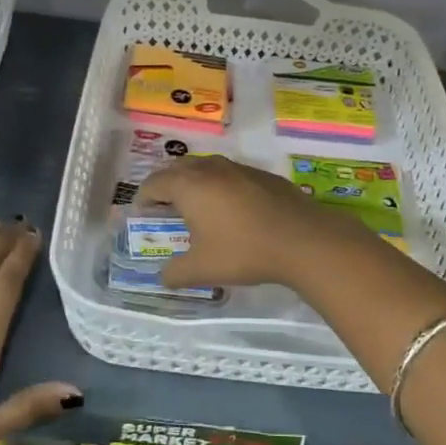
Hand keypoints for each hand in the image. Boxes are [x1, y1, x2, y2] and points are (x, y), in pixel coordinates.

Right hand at [136, 155, 377, 292]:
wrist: (302, 239)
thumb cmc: (243, 251)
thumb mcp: (202, 269)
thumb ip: (175, 273)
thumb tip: (164, 276)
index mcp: (188, 185)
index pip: (154, 184)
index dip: (143, 199)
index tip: (142, 215)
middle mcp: (210, 168)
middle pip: (177, 169)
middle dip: (166, 186)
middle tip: (164, 209)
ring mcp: (238, 168)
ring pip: (205, 168)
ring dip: (194, 184)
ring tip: (196, 208)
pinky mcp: (262, 175)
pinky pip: (229, 175)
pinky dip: (219, 187)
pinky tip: (231, 211)